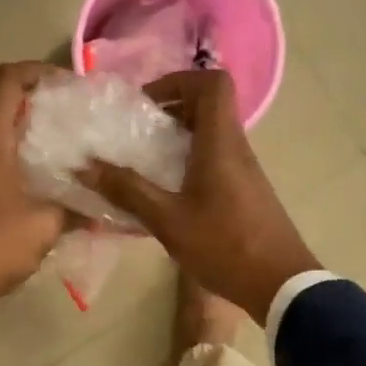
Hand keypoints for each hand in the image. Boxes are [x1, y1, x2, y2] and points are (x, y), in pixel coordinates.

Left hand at [0, 62, 71, 330]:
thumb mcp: (43, 228)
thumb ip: (74, 209)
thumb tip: (100, 207)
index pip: (6, 80)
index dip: (37, 71)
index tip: (67, 86)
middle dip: (33, 103)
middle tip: (69, 118)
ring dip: (18, 132)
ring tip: (55, 150)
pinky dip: (4, 156)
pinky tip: (28, 183)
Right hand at [80, 69, 319, 323]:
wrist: (280, 284)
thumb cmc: (225, 246)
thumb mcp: (168, 220)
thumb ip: (127, 190)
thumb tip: (85, 166)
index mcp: (220, 143)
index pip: (212, 83)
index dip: (178, 80)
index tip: (147, 103)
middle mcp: (236, 147)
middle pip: (209, 105)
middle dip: (170, 108)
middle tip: (137, 131)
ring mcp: (244, 169)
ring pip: (211, 133)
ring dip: (178, 136)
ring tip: (144, 160)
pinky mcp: (245, 190)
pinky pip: (215, 157)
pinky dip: (189, 159)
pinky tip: (166, 191)